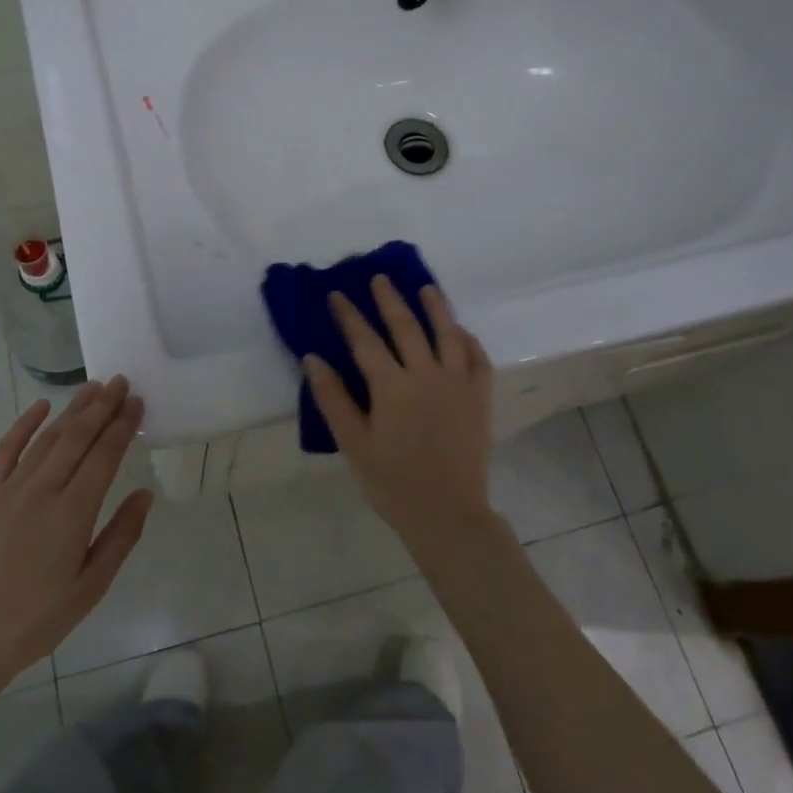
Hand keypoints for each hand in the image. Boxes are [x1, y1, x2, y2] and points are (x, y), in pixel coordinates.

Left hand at [0, 378, 152, 690]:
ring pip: (47, 437)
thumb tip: (144, 494)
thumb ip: (121, 537)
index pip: (104, 456)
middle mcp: (43, 491)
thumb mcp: (91, 587)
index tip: (137, 402)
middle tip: (121, 381)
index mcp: (73, 514)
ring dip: (72, 409)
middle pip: (77, 437)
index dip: (122, 426)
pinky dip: (24, 425)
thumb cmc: (37, 619)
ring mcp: (10, 489)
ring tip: (93, 388)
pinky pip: (6, 450)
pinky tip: (40, 406)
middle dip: (102, 406)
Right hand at [303, 277, 496, 552]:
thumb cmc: (392, 482)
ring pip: (447, 334)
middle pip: (406, 327)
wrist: (447, 514)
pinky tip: (461, 331)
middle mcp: (427, 375)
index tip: (336, 294)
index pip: (364, 340)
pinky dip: (469, 340)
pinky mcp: (480, 398)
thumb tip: (312, 358)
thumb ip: (333, 398)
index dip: (348, 315)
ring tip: (426, 288)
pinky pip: (478, 359)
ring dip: (436, 307)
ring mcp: (458, 384)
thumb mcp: (353, 443)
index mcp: (392, 386)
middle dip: (389, 300)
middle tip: (379, 278)